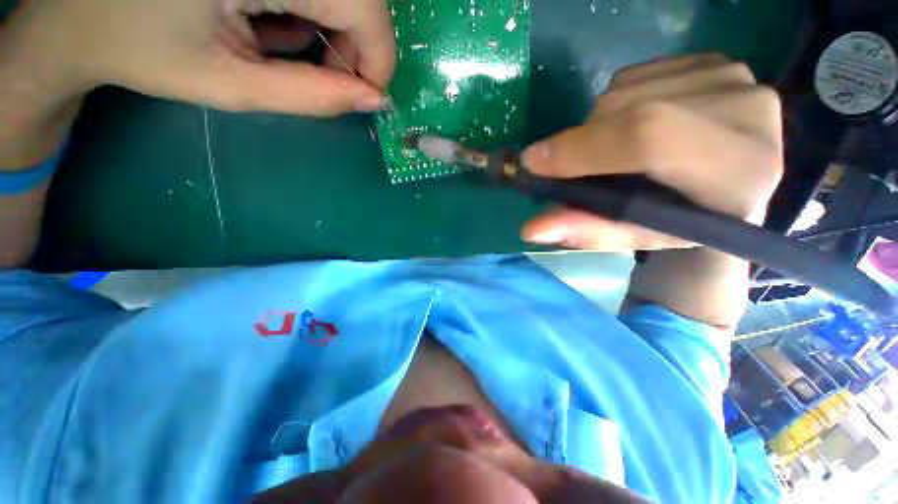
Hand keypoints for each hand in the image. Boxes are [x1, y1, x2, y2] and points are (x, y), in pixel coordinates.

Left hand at [5, 0, 395, 115]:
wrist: (82, 10)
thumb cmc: (145, 49)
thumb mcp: (234, 85)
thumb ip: (313, 96)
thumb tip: (375, 100)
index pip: (366, 9)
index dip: (376, 60)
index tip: (362, 95)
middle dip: (357, 45)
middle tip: (325, 73)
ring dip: (333, 24)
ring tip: (285, 42)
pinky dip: (310, 6)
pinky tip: (272, 15)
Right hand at [519, 54, 783, 249]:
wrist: (728, 189)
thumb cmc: (680, 223)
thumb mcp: (632, 235)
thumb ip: (585, 231)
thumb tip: (530, 229)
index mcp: (740, 172)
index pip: (650, 137)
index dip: (584, 148)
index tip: (534, 163)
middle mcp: (749, 111)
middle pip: (629, 110)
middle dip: (585, 143)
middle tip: (582, 170)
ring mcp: (734, 75)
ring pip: (624, 91)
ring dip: (598, 127)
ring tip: (615, 153)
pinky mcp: (714, 59)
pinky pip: (634, 76)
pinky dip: (615, 106)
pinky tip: (634, 127)